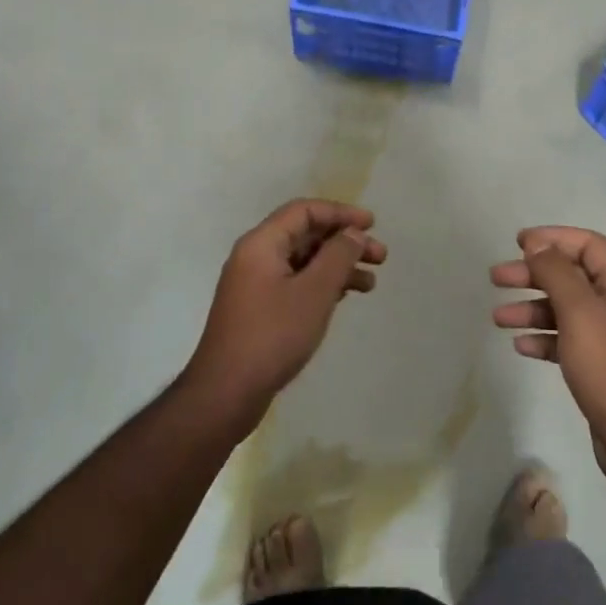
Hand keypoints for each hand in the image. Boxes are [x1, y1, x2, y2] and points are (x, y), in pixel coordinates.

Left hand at [184, 200, 385, 435]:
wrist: (225, 393)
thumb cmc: (273, 335)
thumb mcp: (314, 292)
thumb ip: (338, 256)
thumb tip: (352, 233)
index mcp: (261, 244)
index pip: (304, 211)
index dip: (340, 213)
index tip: (372, 224)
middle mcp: (255, 257)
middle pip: (306, 235)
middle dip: (344, 242)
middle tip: (380, 256)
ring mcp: (256, 285)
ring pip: (304, 261)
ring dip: (338, 266)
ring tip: (370, 283)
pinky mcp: (260, 309)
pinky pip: (296, 283)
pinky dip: (323, 285)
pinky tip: (345, 297)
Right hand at [491, 227, 605, 486]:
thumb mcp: (580, 312)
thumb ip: (557, 273)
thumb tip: (538, 244)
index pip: (588, 245)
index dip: (554, 238)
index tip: (518, 242)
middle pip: (572, 276)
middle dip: (533, 274)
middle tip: (496, 278)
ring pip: (565, 310)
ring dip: (531, 308)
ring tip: (498, 317)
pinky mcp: (601, 368)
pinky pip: (566, 341)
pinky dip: (543, 338)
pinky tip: (521, 346)